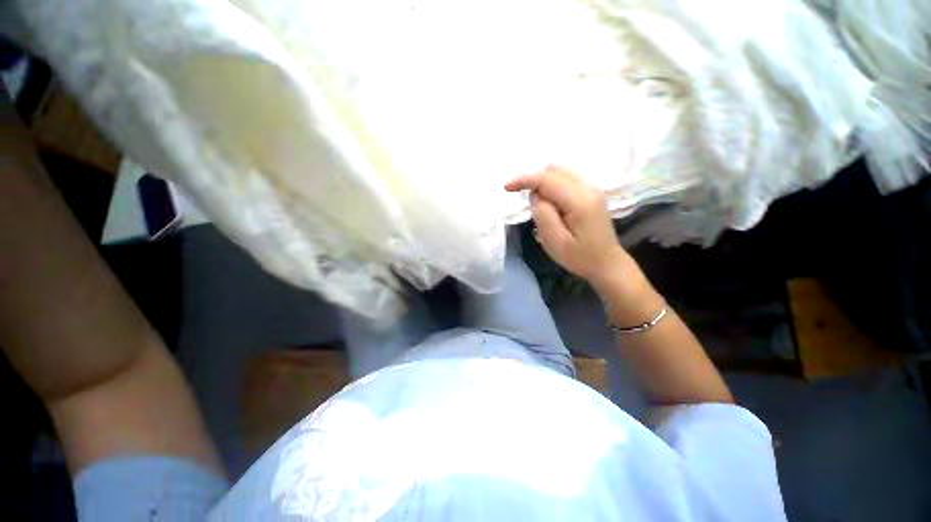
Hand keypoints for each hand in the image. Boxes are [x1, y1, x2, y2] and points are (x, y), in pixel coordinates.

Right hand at [505, 166, 631, 288]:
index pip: (547, 179)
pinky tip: (551, 203)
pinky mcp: (592, 193)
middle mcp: (588, 188)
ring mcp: (592, 189)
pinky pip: (567, 178)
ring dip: (544, 182)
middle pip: (554, 170)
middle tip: (524, 200)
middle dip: (534, 180)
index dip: (524, 179)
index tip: (506, 187)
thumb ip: (543, 214)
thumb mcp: (555, 241)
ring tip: (538, 204)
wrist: (607, 264)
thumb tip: (536, 195)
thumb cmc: (580, 257)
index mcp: (579, 200)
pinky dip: (553, 185)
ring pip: (561, 171)